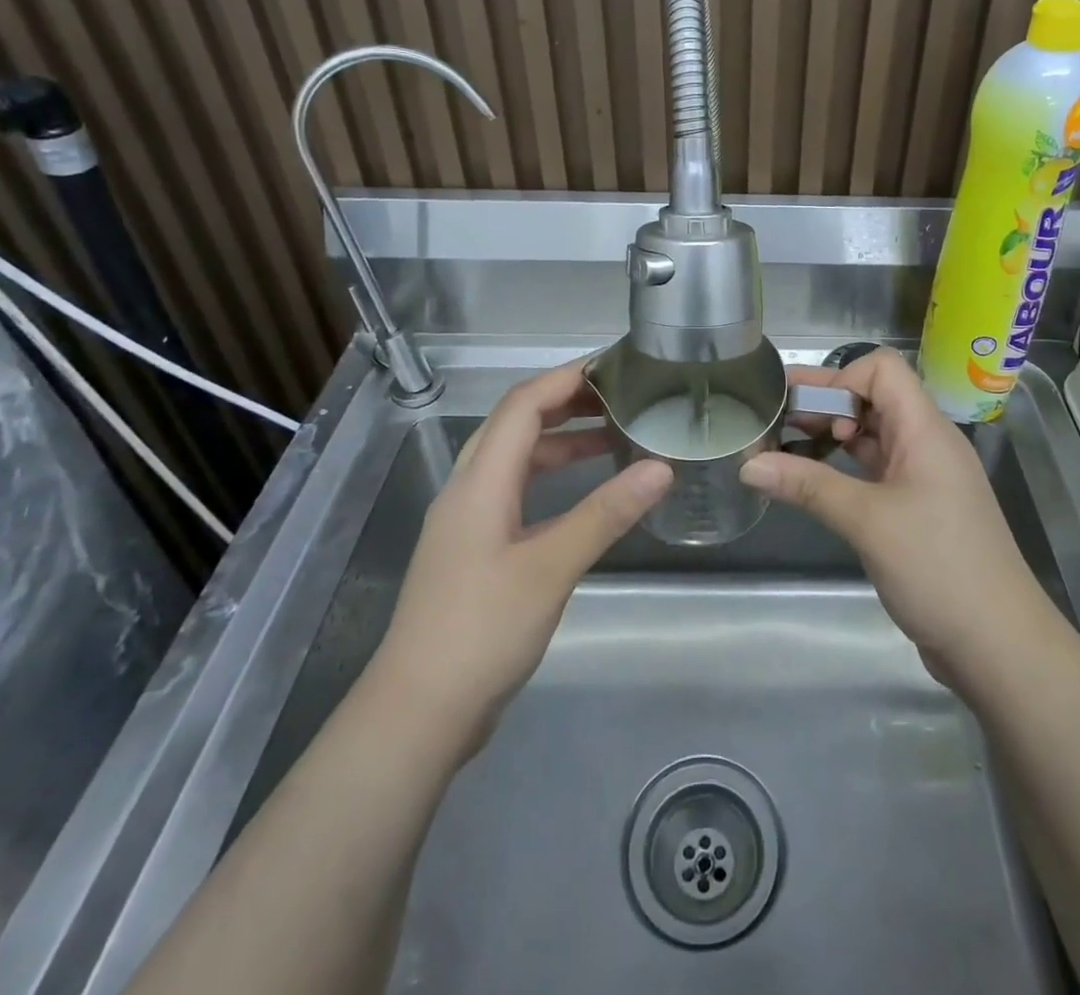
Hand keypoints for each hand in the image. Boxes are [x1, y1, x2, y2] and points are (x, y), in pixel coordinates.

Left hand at [372, 360, 671, 753]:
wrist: (418, 712)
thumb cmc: (481, 631)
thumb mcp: (550, 568)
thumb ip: (605, 514)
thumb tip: (660, 467)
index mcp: (480, 482)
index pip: (523, 405)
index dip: (566, 378)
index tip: (615, 366)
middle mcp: (469, 489)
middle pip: (515, 423)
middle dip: (566, 401)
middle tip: (621, 396)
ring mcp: (469, 521)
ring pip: (516, 459)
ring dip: (560, 440)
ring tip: (613, 436)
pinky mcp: (476, 550)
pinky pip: (517, 491)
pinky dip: (552, 478)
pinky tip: (585, 494)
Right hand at [741, 349, 1059, 691]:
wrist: (999, 645)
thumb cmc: (938, 568)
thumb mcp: (867, 521)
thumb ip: (807, 486)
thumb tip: (748, 465)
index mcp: (925, 429)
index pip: (882, 370)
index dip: (840, 378)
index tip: (803, 410)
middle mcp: (926, 442)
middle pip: (872, 398)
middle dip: (823, 403)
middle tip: (772, 417)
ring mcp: (923, 476)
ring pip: (872, 435)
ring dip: (830, 436)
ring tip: (782, 447)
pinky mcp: (917, 508)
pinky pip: (875, 469)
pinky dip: (842, 468)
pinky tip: (812, 482)